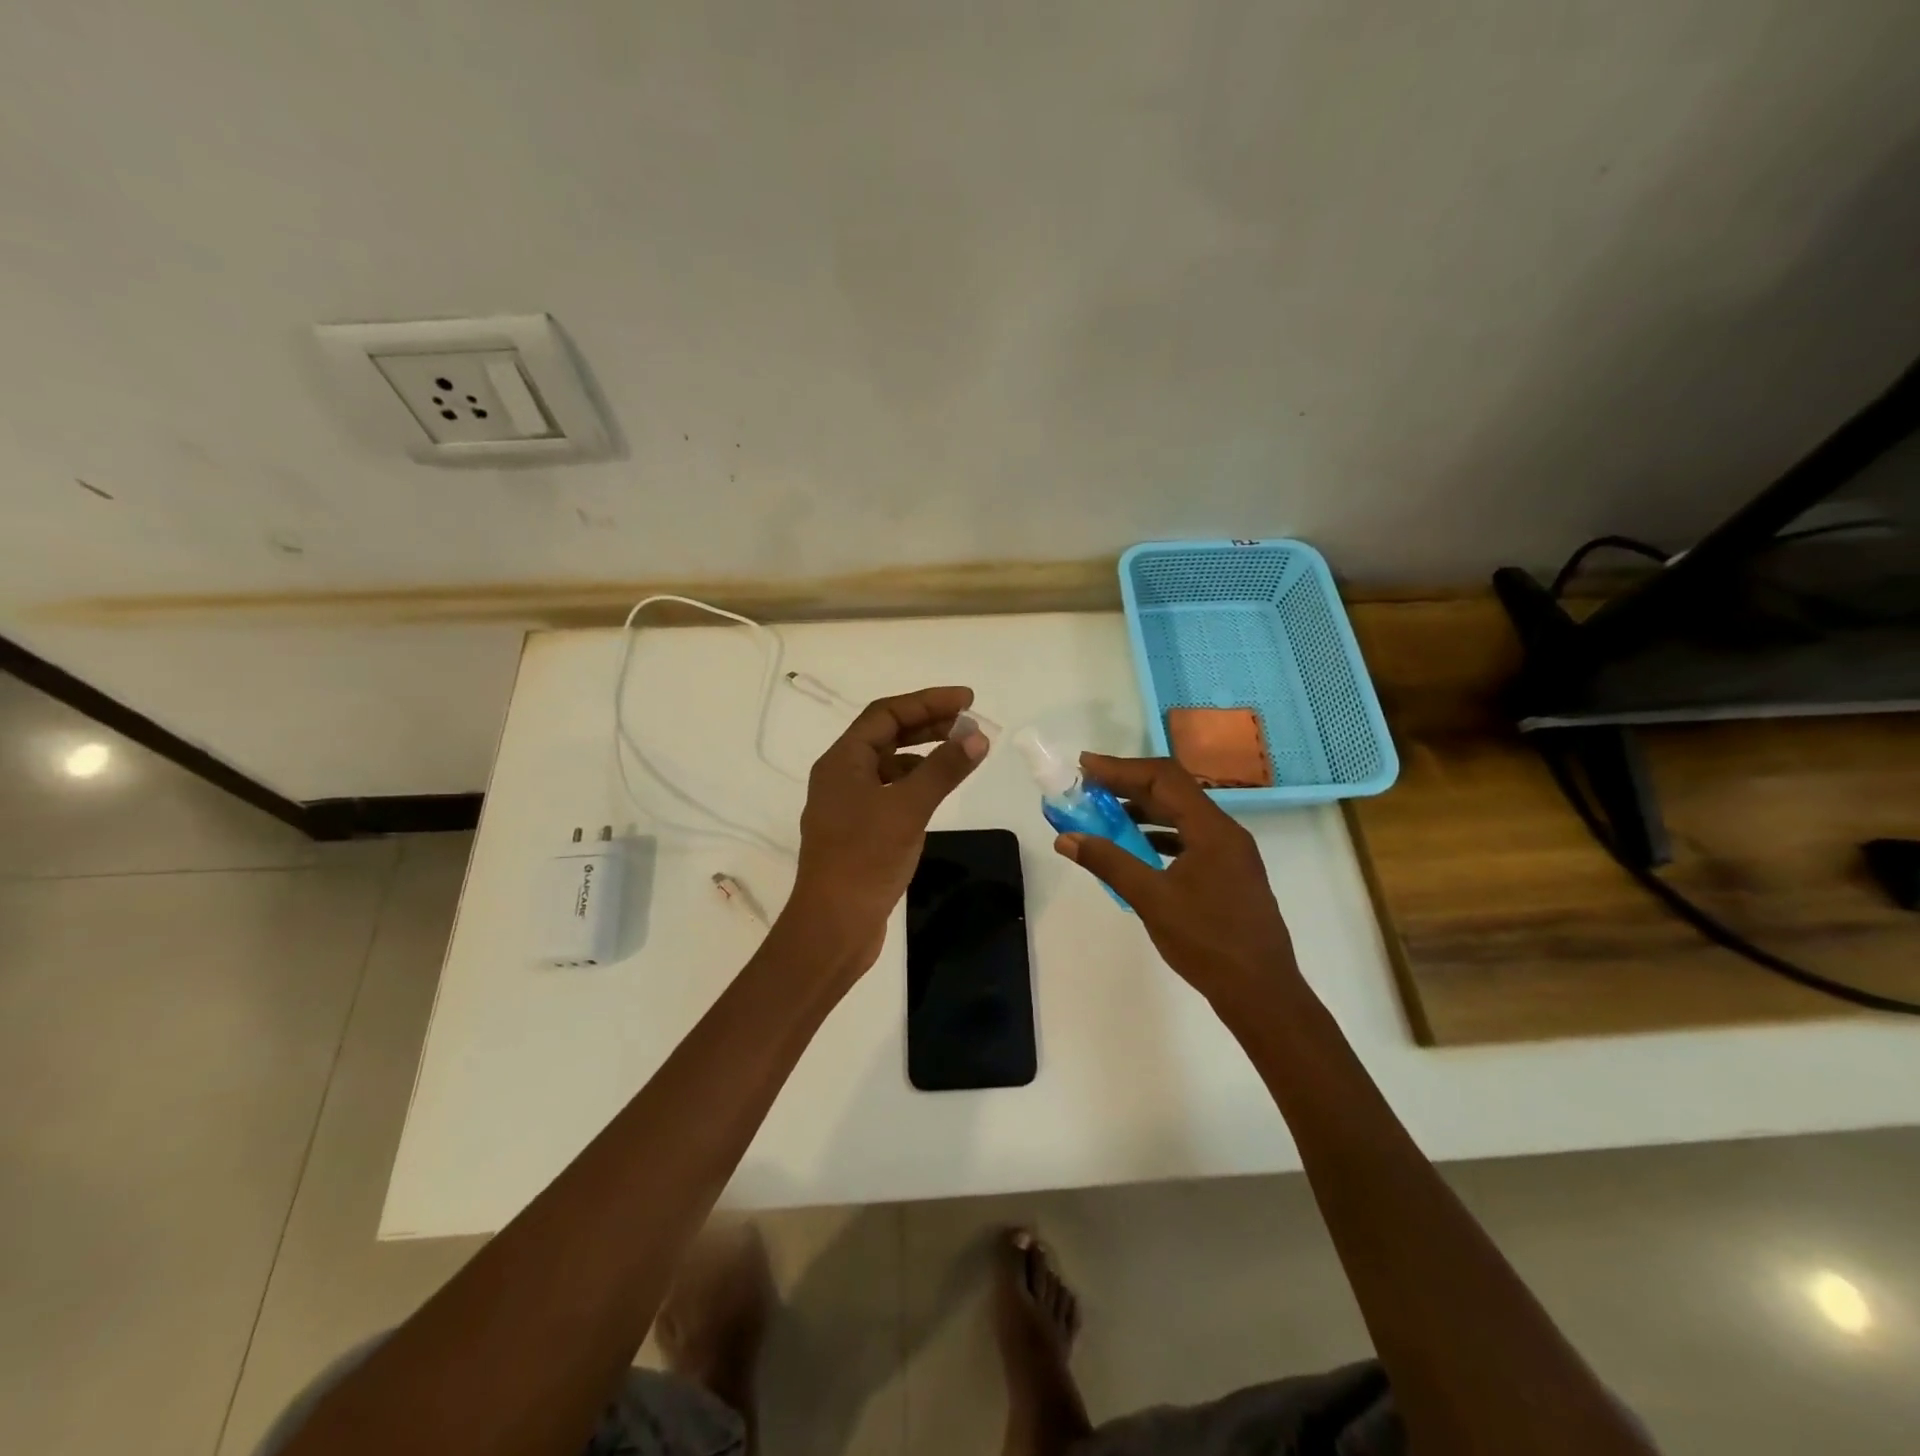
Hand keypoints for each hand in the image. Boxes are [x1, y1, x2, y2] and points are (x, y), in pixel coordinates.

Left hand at [785, 686, 989, 973]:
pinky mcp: (858, 831)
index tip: (967, 700)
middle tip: (969, 722)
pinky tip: (937, 791)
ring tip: (960, 752)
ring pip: (889, 765)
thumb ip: (943, 770)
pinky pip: (890, 791)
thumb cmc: (865, 859)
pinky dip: (916, 783)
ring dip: (923, 753)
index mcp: (842, 761)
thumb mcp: (908, 809)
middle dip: (928, 724)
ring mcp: (848, 805)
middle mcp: (841, 776)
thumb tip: (977, 737)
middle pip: (886, 735)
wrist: (833, 926)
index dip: (928, 702)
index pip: (886, 714)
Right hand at [1053, 754, 1298, 1006]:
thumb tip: (1067, 838)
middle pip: (1173, 791)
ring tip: (1104, 814)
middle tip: (1088, 786)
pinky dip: (1159, 834)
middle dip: (1128, 785)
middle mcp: (1225, 832)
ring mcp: (1230, 853)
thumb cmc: (1207, 942)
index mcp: (1212, 830)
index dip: (1121, 768)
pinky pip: (1189, 838)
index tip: (1085, 766)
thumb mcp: (1151, 900)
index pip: (1163, 778)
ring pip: (1182, 815)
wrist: (1262, 993)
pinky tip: (1136, 848)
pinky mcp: (1229, 873)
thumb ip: (1109, 863)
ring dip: (1143, 809)